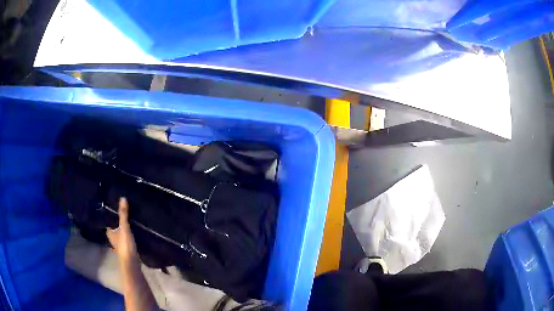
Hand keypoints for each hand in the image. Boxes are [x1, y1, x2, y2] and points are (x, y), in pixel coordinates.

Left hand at [107, 197, 137, 263]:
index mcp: (109, 231)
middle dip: (117, 220)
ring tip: (129, 218)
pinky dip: (128, 233)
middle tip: (122, 210)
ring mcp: (119, 243)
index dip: (109, 214)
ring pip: (119, 232)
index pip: (107, 220)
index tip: (113, 206)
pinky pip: (126, 237)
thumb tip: (123, 198)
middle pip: (113, 226)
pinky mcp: (126, 248)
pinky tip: (133, 231)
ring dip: (123, 227)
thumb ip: (123, 214)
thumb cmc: (124, 244)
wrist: (131, 263)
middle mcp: (112, 237)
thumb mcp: (124, 227)